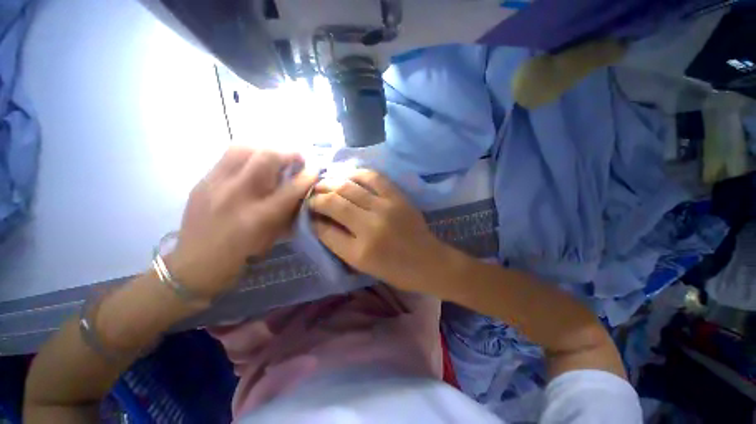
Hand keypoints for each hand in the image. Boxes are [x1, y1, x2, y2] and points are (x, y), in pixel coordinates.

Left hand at [168, 147, 316, 297]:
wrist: (195, 263)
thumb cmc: (241, 254)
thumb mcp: (273, 237)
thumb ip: (288, 211)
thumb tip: (302, 192)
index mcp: (259, 217)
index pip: (292, 188)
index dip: (308, 176)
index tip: (316, 170)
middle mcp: (237, 195)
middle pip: (267, 157)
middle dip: (288, 153)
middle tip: (296, 158)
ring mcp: (215, 184)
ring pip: (244, 148)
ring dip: (266, 149)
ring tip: (273, 157)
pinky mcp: (202, 181)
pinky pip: (227, 156)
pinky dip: (247, 155)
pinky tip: (252, 165)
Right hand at [308, 169, 444, 290]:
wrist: (428, 262)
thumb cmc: (395, 270)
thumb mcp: (362, 265)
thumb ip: (338, 243)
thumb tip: (319, 222)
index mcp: (359, 252)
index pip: (325, 230)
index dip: (312, 219)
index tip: (308, 213)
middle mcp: (370, 226)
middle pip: (334, 203)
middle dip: (317, 197)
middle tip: (312, 195)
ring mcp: (386, 208)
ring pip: (349, 187)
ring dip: (332, 182)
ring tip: (324, 183)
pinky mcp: (398, 197)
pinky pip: (373, 177)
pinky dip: (357, 174)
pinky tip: (348, 176)